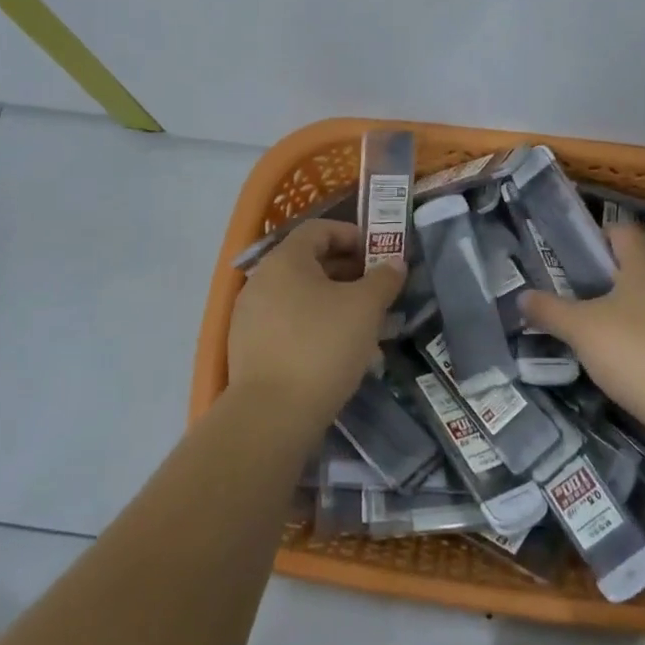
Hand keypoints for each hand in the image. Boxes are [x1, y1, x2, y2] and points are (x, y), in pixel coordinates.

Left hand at [227, 219, 403, 428]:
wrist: (271, 414)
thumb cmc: (322, 346)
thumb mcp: (364, 308)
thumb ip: (383, 279)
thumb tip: (395, 263)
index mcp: (285, 260)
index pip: (318, 230)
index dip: (351, 235)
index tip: (377, 254)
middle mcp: (261, 280)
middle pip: (309, 263)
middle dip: (348, 272)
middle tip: (378, 291)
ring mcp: (250, 316)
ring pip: (300, 296)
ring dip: (334, 302)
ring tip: (365, 325)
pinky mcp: (249, 348)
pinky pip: (288, 323)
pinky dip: (315, 326)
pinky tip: (339, 351)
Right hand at [521, 223, 644, 430]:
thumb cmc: (634, 350)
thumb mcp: (580, 330)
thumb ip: (550, 310)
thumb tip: (522, 297)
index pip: (620, 230)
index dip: (595, 241)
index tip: (573, 264)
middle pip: (639, 259)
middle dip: (611, 274)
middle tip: (582, 296)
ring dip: (634, 302)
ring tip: (605, 328)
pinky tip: (636, 353)